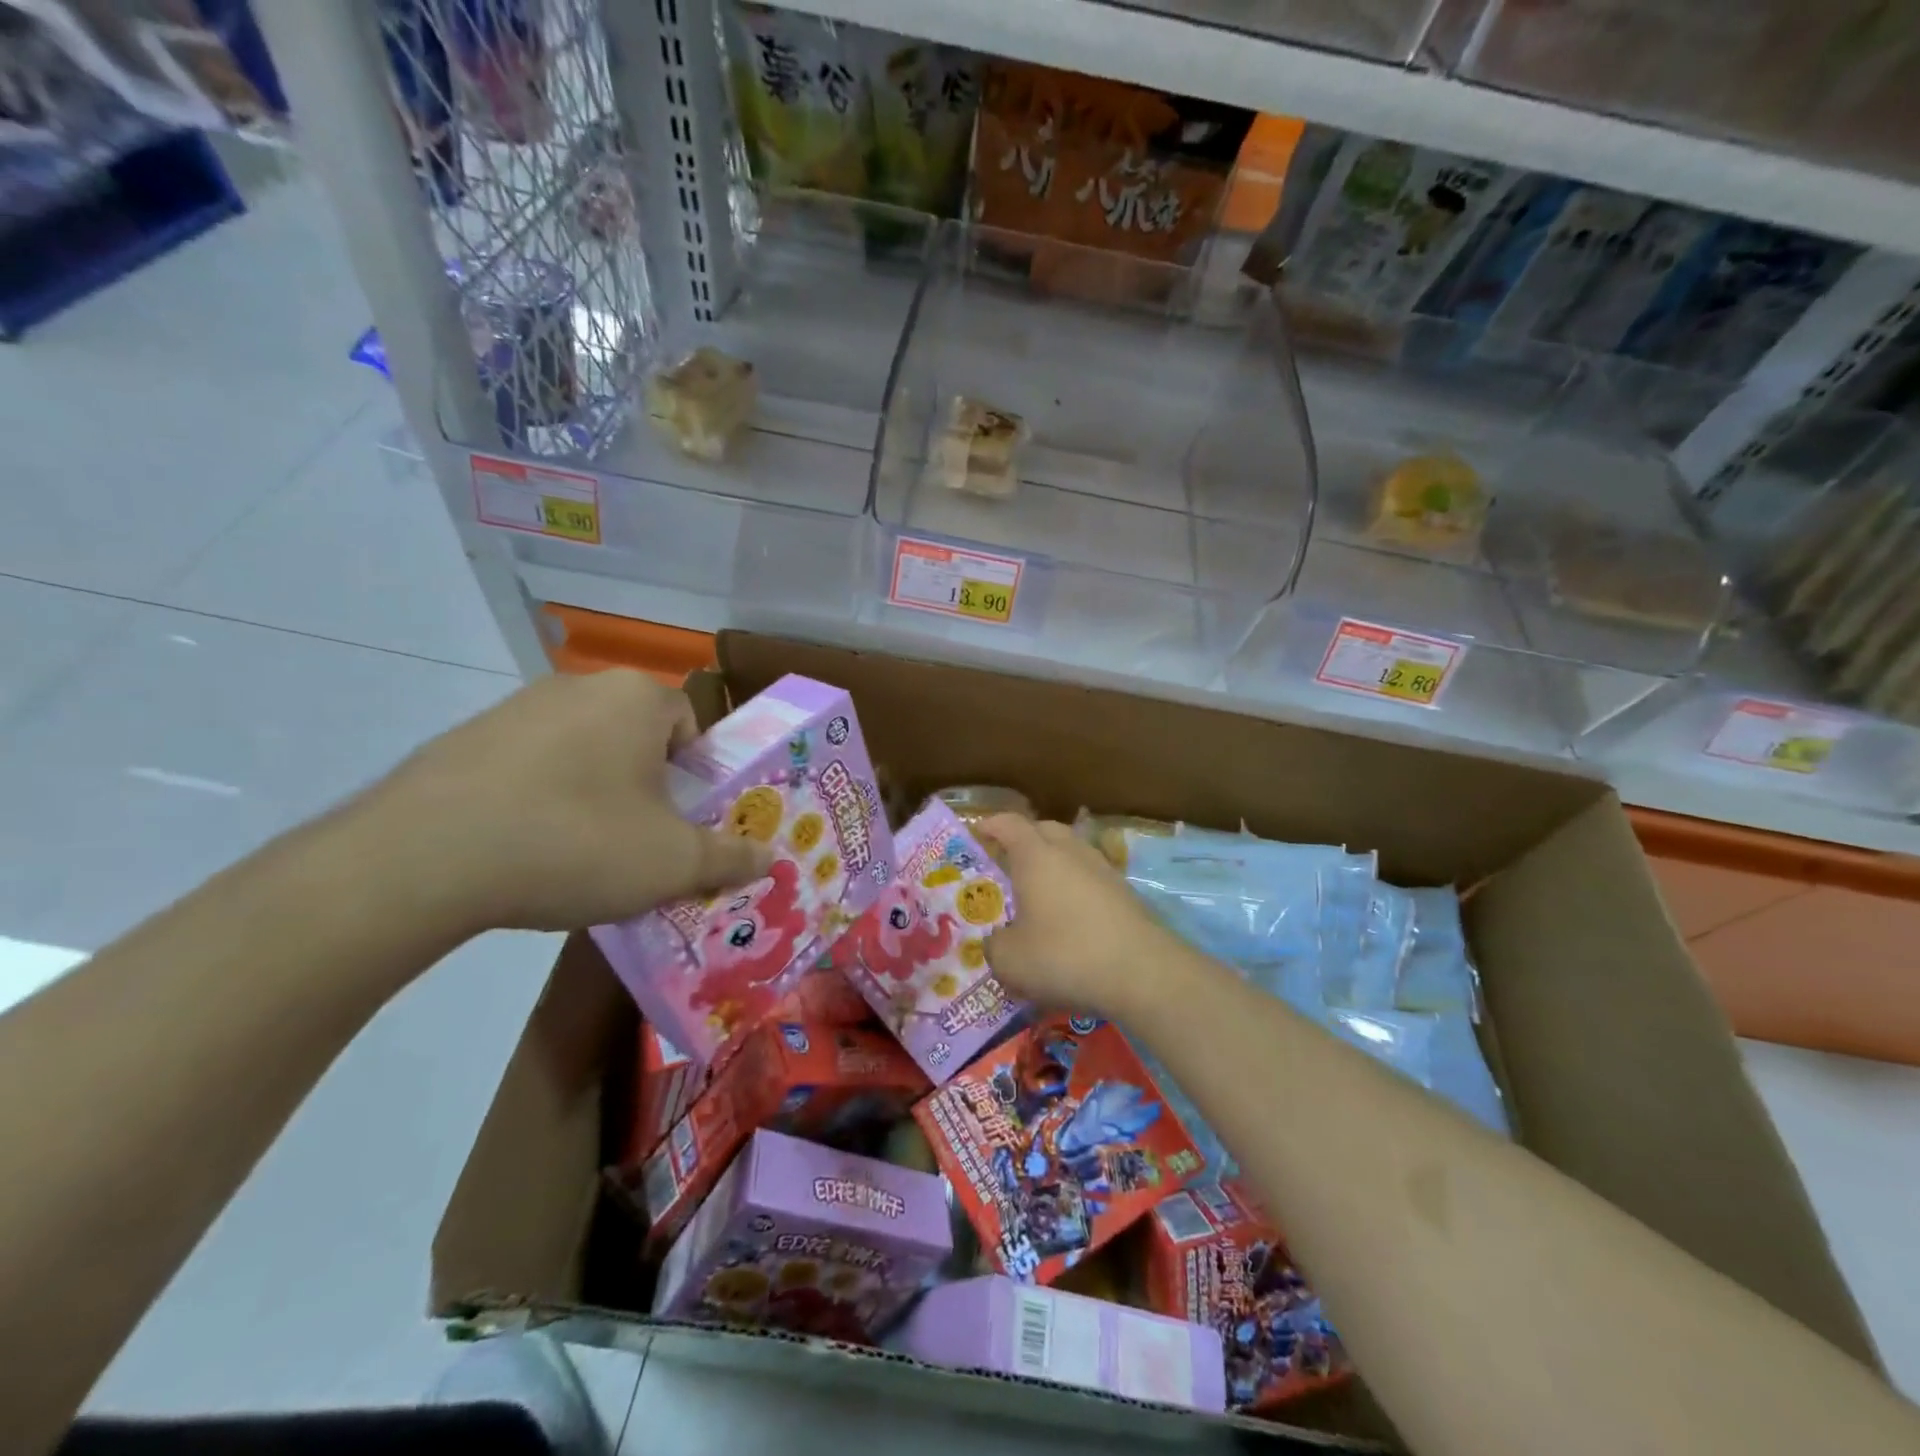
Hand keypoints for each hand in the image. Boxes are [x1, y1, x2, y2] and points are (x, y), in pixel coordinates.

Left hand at [358, 670, 771, 935]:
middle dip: (646, 783)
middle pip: (634, 734)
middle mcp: (578, 687)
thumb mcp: (672, 862)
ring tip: (579, 850)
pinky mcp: (462, 739)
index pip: (689, 722)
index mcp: (637, 699)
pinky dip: (538, 797)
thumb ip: (729, 857)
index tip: (684, 818)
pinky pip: (526, 764)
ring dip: (592, 790)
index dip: (696, 772)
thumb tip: (769, 857)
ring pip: (580, 748)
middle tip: (640, 838)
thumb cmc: (577, 842)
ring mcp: (513, 708)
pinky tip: (524, 847)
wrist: (423, 859)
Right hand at [977, 815, 1188, 1021]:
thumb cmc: (1065, 956)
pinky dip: (1076, 888)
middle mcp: (1071, 852)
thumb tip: (997, 941)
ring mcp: (1103, 870)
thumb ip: (994, 945)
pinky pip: (1091, 878)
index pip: (1009, 824)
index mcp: (1036, 856)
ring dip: (1054, 864)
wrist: (1143, 973)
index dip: (990, 825)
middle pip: (1045, 830)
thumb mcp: (1010, 960)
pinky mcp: (1126, 893)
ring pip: (1072, 853)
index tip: (977, 833)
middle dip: (1024, 840)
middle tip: (1007, 863)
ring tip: (1039, 893)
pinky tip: (1070, 918)